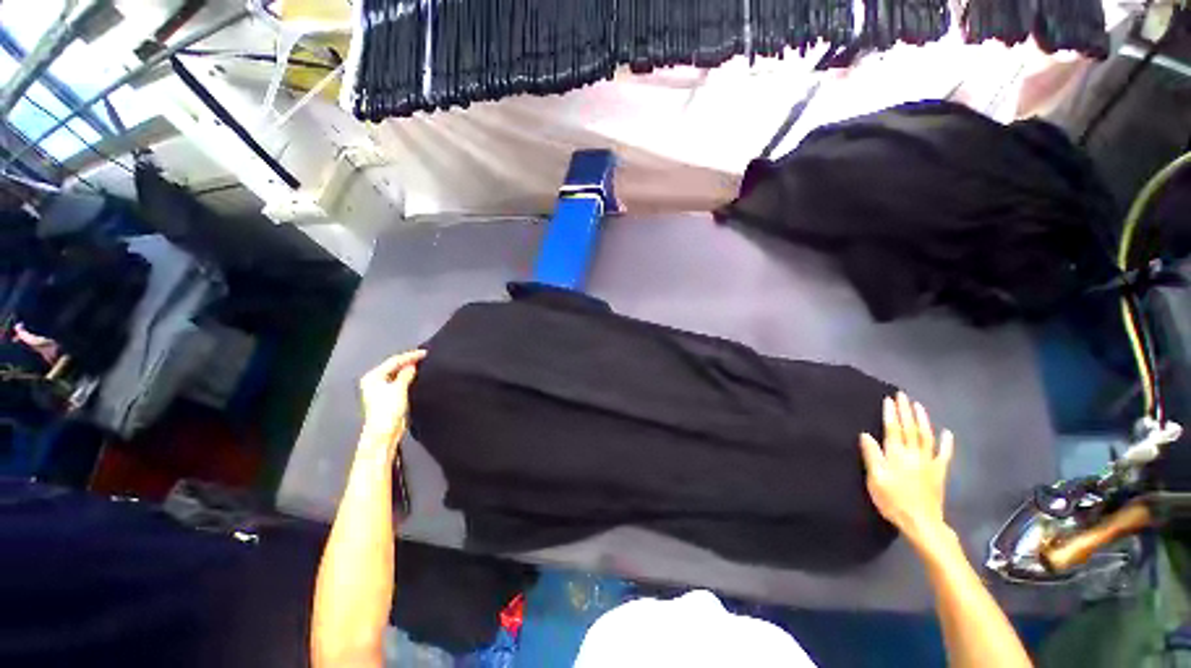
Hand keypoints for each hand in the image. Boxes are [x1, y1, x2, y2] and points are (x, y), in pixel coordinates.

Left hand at [359, 350, 425, 450]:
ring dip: (409, 369)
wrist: (384, 432)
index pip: (394, 361)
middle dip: (409, 361)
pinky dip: (408, 377)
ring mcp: (381, 389)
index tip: (425, 353)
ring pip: (397, 374)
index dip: (410, 356)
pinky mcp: (388, 396)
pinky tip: (417, 375)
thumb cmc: (388, 409)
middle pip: (394, 366)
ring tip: (423, 364)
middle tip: (424, 356)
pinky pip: (400, 381)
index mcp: (373, 377)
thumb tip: (412, 365)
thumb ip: (406, 375)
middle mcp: (375, 381)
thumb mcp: (399, 389)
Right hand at [860, 392, 953, 550]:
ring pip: (926, 436)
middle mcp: (913, 454)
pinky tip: (947, 433)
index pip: (893, 429)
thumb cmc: (893, 500)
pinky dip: (946, 442)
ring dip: (923, 420)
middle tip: (903, 395)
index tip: (889, 399)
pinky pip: (944, 454)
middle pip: (909, 429)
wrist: (921, 522)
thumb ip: (872, 455)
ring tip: (919, 406)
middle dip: (905, 411)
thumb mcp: (875, 479)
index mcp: (896, 455)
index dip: (891, 414)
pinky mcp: (939, 472)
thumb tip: (865, 434)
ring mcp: (929, 462)